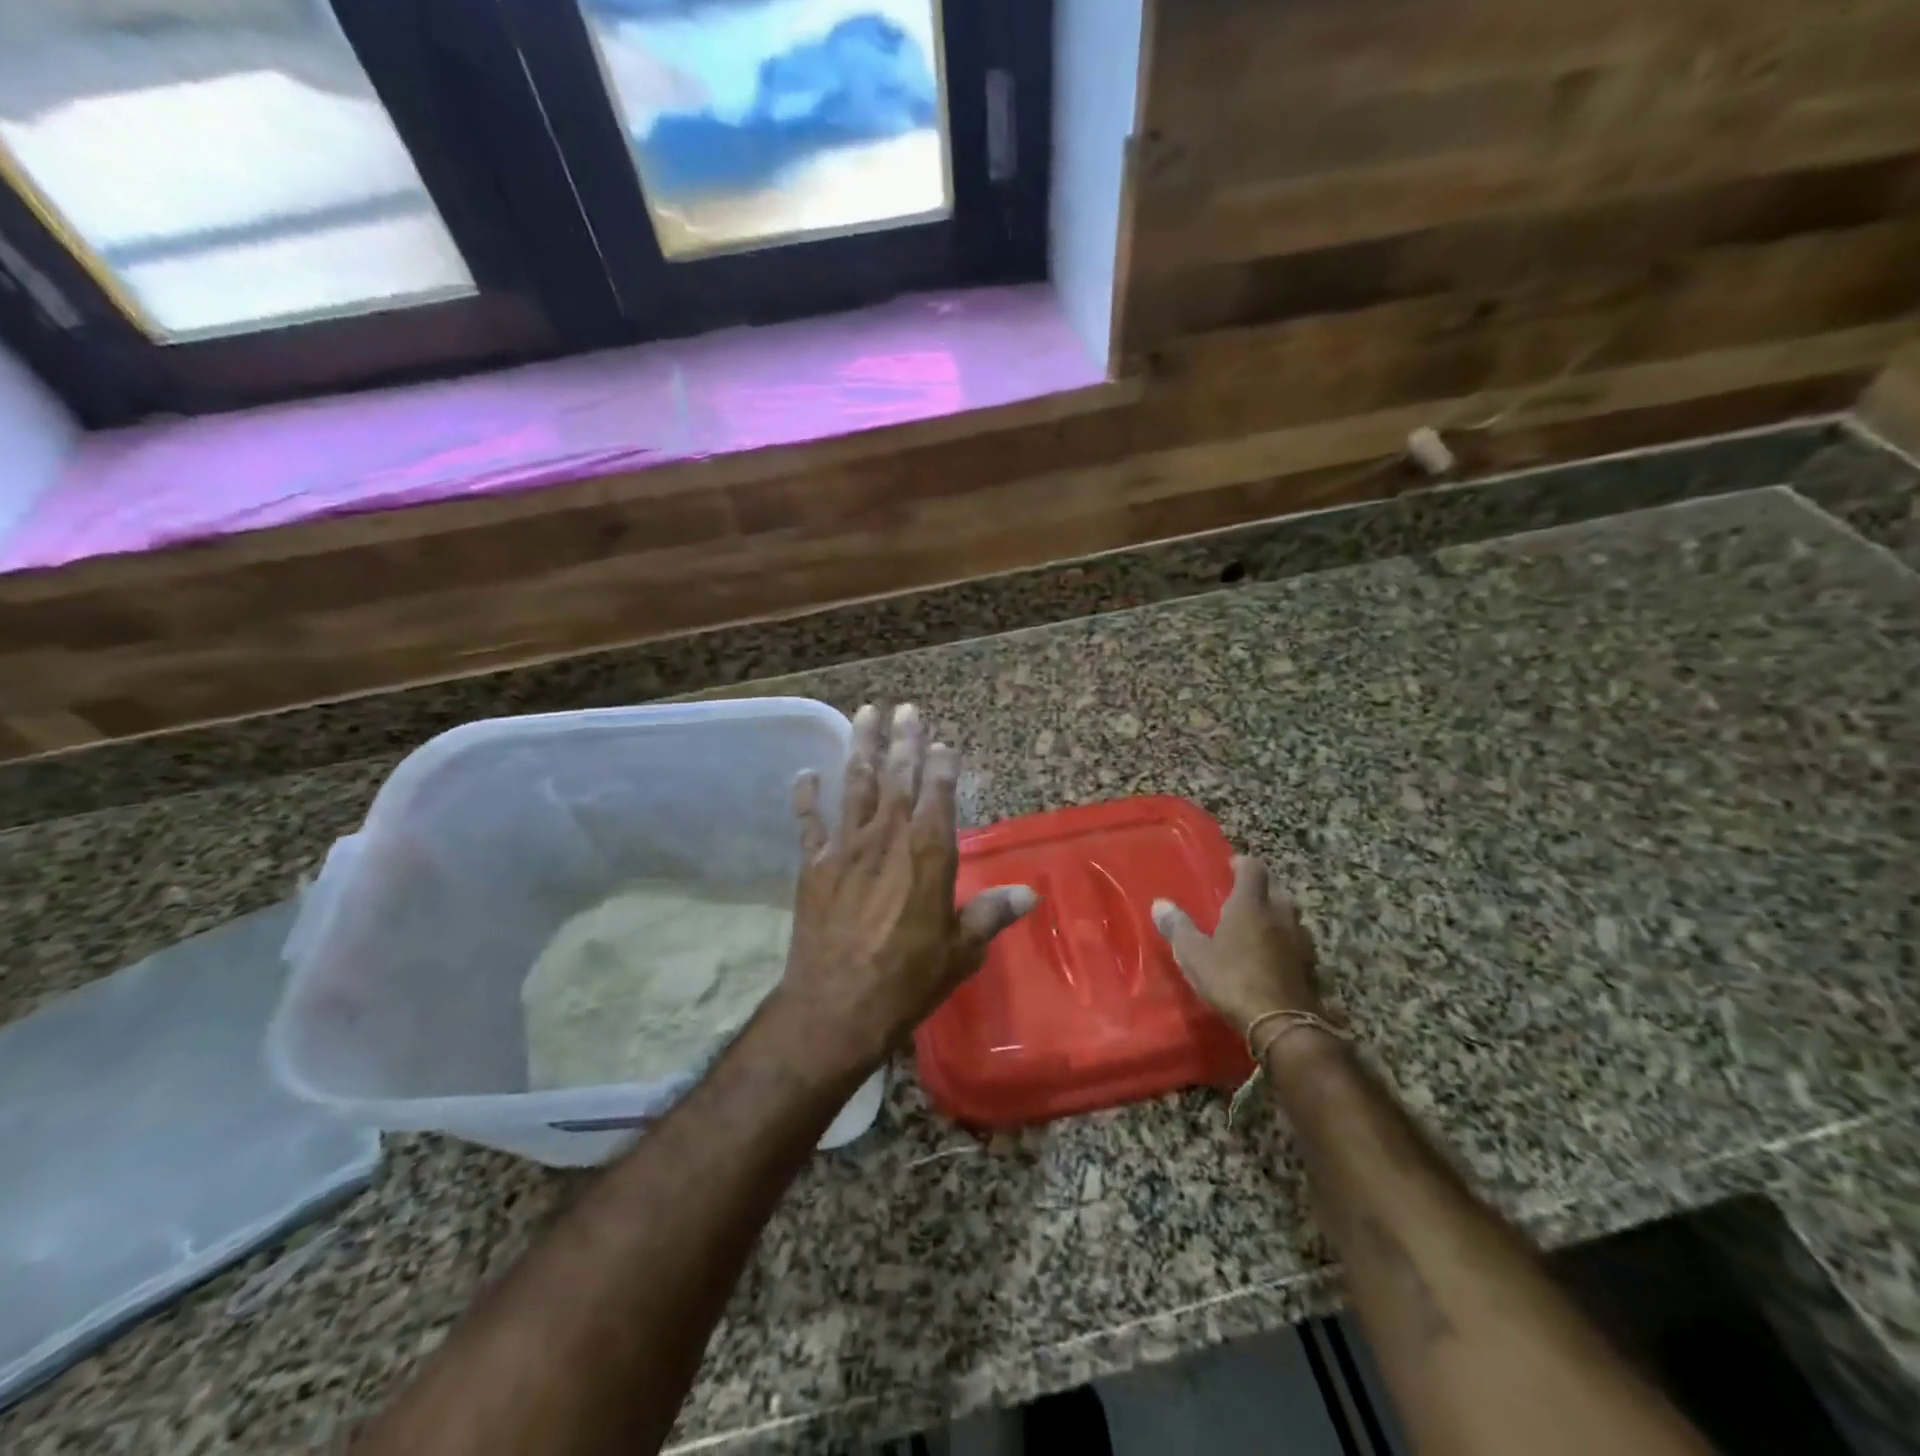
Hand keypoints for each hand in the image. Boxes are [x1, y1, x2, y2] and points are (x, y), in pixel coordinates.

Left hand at [773, 703, 1036, 1077]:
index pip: (939, 794)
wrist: (836, 1006)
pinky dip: (807, 796)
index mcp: (928, 854)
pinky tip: (806, 772)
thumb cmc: (907, 979)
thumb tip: (1029, 895)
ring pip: (856, 785)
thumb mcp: (960, 951)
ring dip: (861, 748)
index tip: (945, 741)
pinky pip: (810, 822)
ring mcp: (846, 847)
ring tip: (866, 714)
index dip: (943, 764)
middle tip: (906, 708)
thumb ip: (991, 915)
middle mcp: (888, 838)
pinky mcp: (814, 865)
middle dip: (904, 740)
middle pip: (898, 777)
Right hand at [1152, 855, 1324, 1035]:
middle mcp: (1280, 915)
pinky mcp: (1312, 966)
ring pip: (1291, 915)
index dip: (1242, 863)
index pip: (1253, 868)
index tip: (1231, 866)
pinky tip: (1275, 955)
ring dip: (1277, 914)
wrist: (1282, 1024)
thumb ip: (1177, 927)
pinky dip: (1286, 941)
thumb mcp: (1194, 955)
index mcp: (1250, 905)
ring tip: (1259, 924)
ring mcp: (1300, 940)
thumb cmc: (1233, 980)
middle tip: (1243, 896)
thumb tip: (1160, 904)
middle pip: (1276, 888)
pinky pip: (1298, 942)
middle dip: (1262, 887)